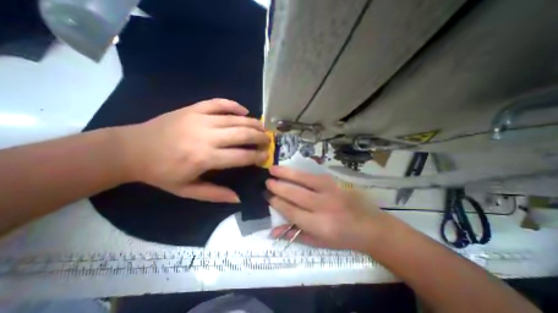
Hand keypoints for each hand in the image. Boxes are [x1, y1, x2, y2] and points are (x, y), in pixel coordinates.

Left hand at [119, 99, 270, 204]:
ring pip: (234, 118)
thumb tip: (238, 198)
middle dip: (260, 137)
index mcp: (204, 158)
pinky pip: (218, 103)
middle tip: (268, 140)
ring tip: (262, 127)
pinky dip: (234, 105)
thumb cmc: (161, 173)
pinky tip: (244, 110)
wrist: (131, 149)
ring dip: (252, 122)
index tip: (266, 156)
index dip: (257, 156)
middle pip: (242, 134)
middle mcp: (205, 136)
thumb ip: (215, 194)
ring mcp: (199, 119)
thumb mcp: (187, 190)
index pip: (241, 156)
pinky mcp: (193, 108)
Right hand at [266, 165, 388, 250]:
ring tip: (273, 169)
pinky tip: (290, 169)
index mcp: (319, 226)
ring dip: (286, 174)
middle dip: (279, 187)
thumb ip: (295, 235)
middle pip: (295, 194)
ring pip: (304, 180)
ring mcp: (331, 191)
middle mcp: (324, 207)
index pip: (292, 211)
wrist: (370, 226)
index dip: (277, 202)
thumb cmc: (343, 238)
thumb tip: (272, 231)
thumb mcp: (319, 243)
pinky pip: (313, 175)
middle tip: (267, 181)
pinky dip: (299, 172)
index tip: (267, 195)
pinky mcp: (336, 182)